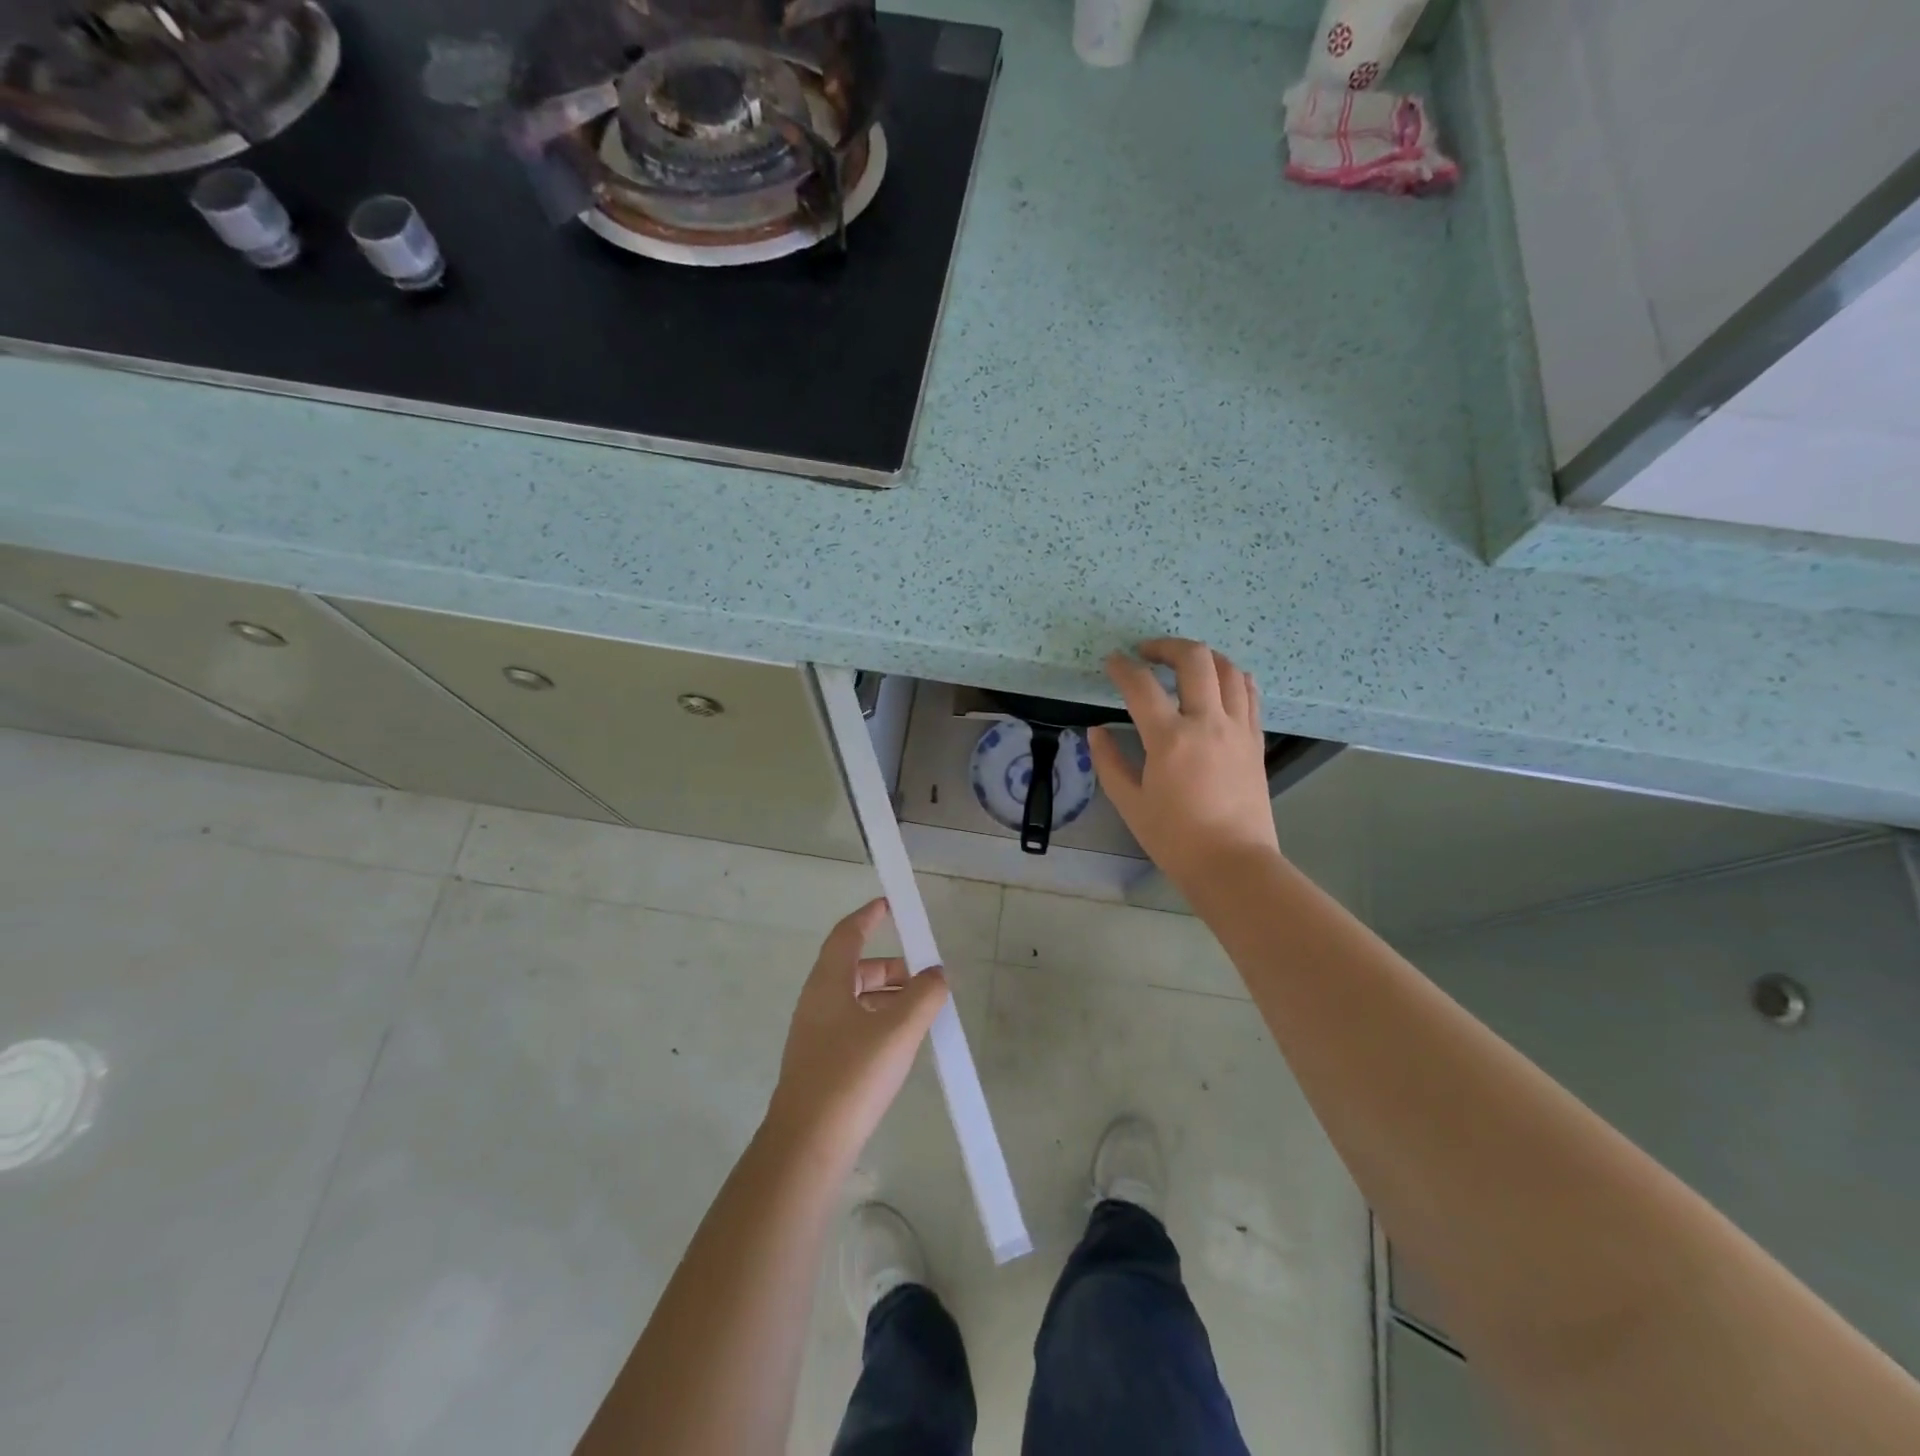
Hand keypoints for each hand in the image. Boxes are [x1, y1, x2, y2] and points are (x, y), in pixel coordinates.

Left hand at [765, 899, 948, 1160]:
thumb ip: (923, 996)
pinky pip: (853, 1025)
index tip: (889, 905)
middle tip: (924, 976)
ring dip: (887, 996)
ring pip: (854, 999)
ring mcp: (815, 1034)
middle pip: (854, 968)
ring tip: (921, 1010)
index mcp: (828, 983)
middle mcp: (817, 1002)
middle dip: (890, 966)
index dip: (868, 916)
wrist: (807, 1146)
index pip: (847, 935)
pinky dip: (878, 1020)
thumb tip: (937, 974)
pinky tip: (900, 1043)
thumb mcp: (898, 1031)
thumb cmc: (851, 1076)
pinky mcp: (820, 1063)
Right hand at [1088, 638, 1281, 889]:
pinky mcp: (1255, 739)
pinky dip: (1231, 676)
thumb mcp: (1130, 804)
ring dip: (1203, 656)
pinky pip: (1249, 692)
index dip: (1121, 667)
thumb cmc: (1175, 839)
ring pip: (1228, 668)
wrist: (1233, 864)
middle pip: (1195, 659)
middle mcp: (1208, 722)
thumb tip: (1096, 731)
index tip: (1111, 662)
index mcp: (1170, 739)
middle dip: (1167, 646)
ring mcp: (1238, 728)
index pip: (1141, 686)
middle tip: (1147, 653)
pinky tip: (1217, 683)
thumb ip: (1109, 762)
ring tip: (1183, 664)